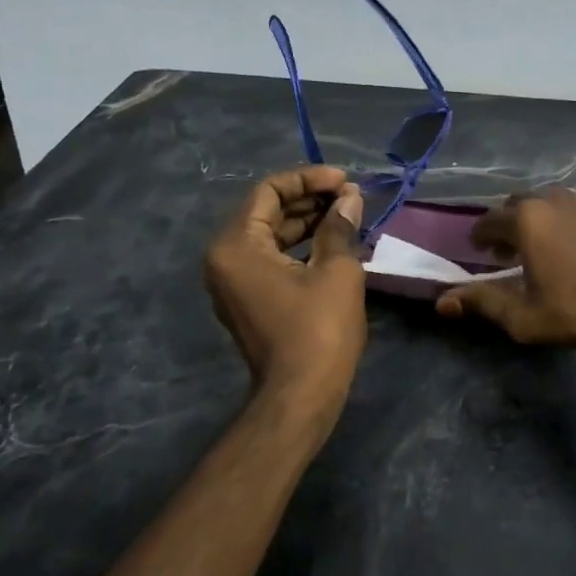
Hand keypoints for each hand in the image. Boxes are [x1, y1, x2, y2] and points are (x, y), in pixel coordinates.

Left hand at [205, 166, 366, 401]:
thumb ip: (340, 226)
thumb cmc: (318, 330)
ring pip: (272, 236)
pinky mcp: (249, 300)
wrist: (301, 395)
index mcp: (236, 245)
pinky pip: (272, 259)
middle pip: (267, 211)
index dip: (309, 179)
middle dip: (310, 200)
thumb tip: (350, 198)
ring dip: (309, 223)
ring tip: (349, 216)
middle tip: (351, 197)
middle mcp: (225, 258)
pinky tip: (336, 243)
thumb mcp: (336, 270)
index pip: (269, 191)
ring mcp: (234, 282)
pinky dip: (302, 247)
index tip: (344, 181)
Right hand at [435, 188, 575, 352]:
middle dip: (507, 225)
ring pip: (548, 202)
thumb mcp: (522, 315)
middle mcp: (552, 198)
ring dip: (537, 219)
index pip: (487, 221)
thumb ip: (481, 302)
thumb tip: (442, 302)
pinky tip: (574, 243)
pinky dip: (565, 219)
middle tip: (509, 252)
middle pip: (517, 204)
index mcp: (525, 219)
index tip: (481, 254)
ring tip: (542, 246)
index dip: (479, 238)